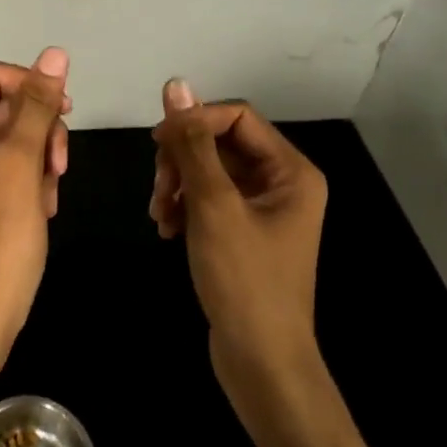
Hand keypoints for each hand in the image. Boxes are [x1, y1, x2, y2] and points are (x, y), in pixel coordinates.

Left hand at [0, 48, 70, 360]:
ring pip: (10, 136)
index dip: (31, 85)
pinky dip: (30, 177)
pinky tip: (43, 205)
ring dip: (39, 155)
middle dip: (38, 128)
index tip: (65, 111)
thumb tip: (54, 55)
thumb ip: (37, 106)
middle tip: (59, 163)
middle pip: (2, 105)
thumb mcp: (21, 165)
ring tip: (51, 191)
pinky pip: (6, 164)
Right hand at [151, 79, 327, 394]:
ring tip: (159, 214)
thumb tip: (176, 85)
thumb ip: (193, 143)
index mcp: (291, 170)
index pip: (237, 116)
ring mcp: (264, 210)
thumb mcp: (213, 205)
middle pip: (221, 143)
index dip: (194, 121)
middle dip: (183, 159)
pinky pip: (210, 200)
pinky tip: (167, 229)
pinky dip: (185, 207)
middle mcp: (282, 183)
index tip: (156, 143)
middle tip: (158, 188)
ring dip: (178, 184)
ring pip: (210, 172)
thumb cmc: (244, 280)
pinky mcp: (245, 233)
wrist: (261, 362)